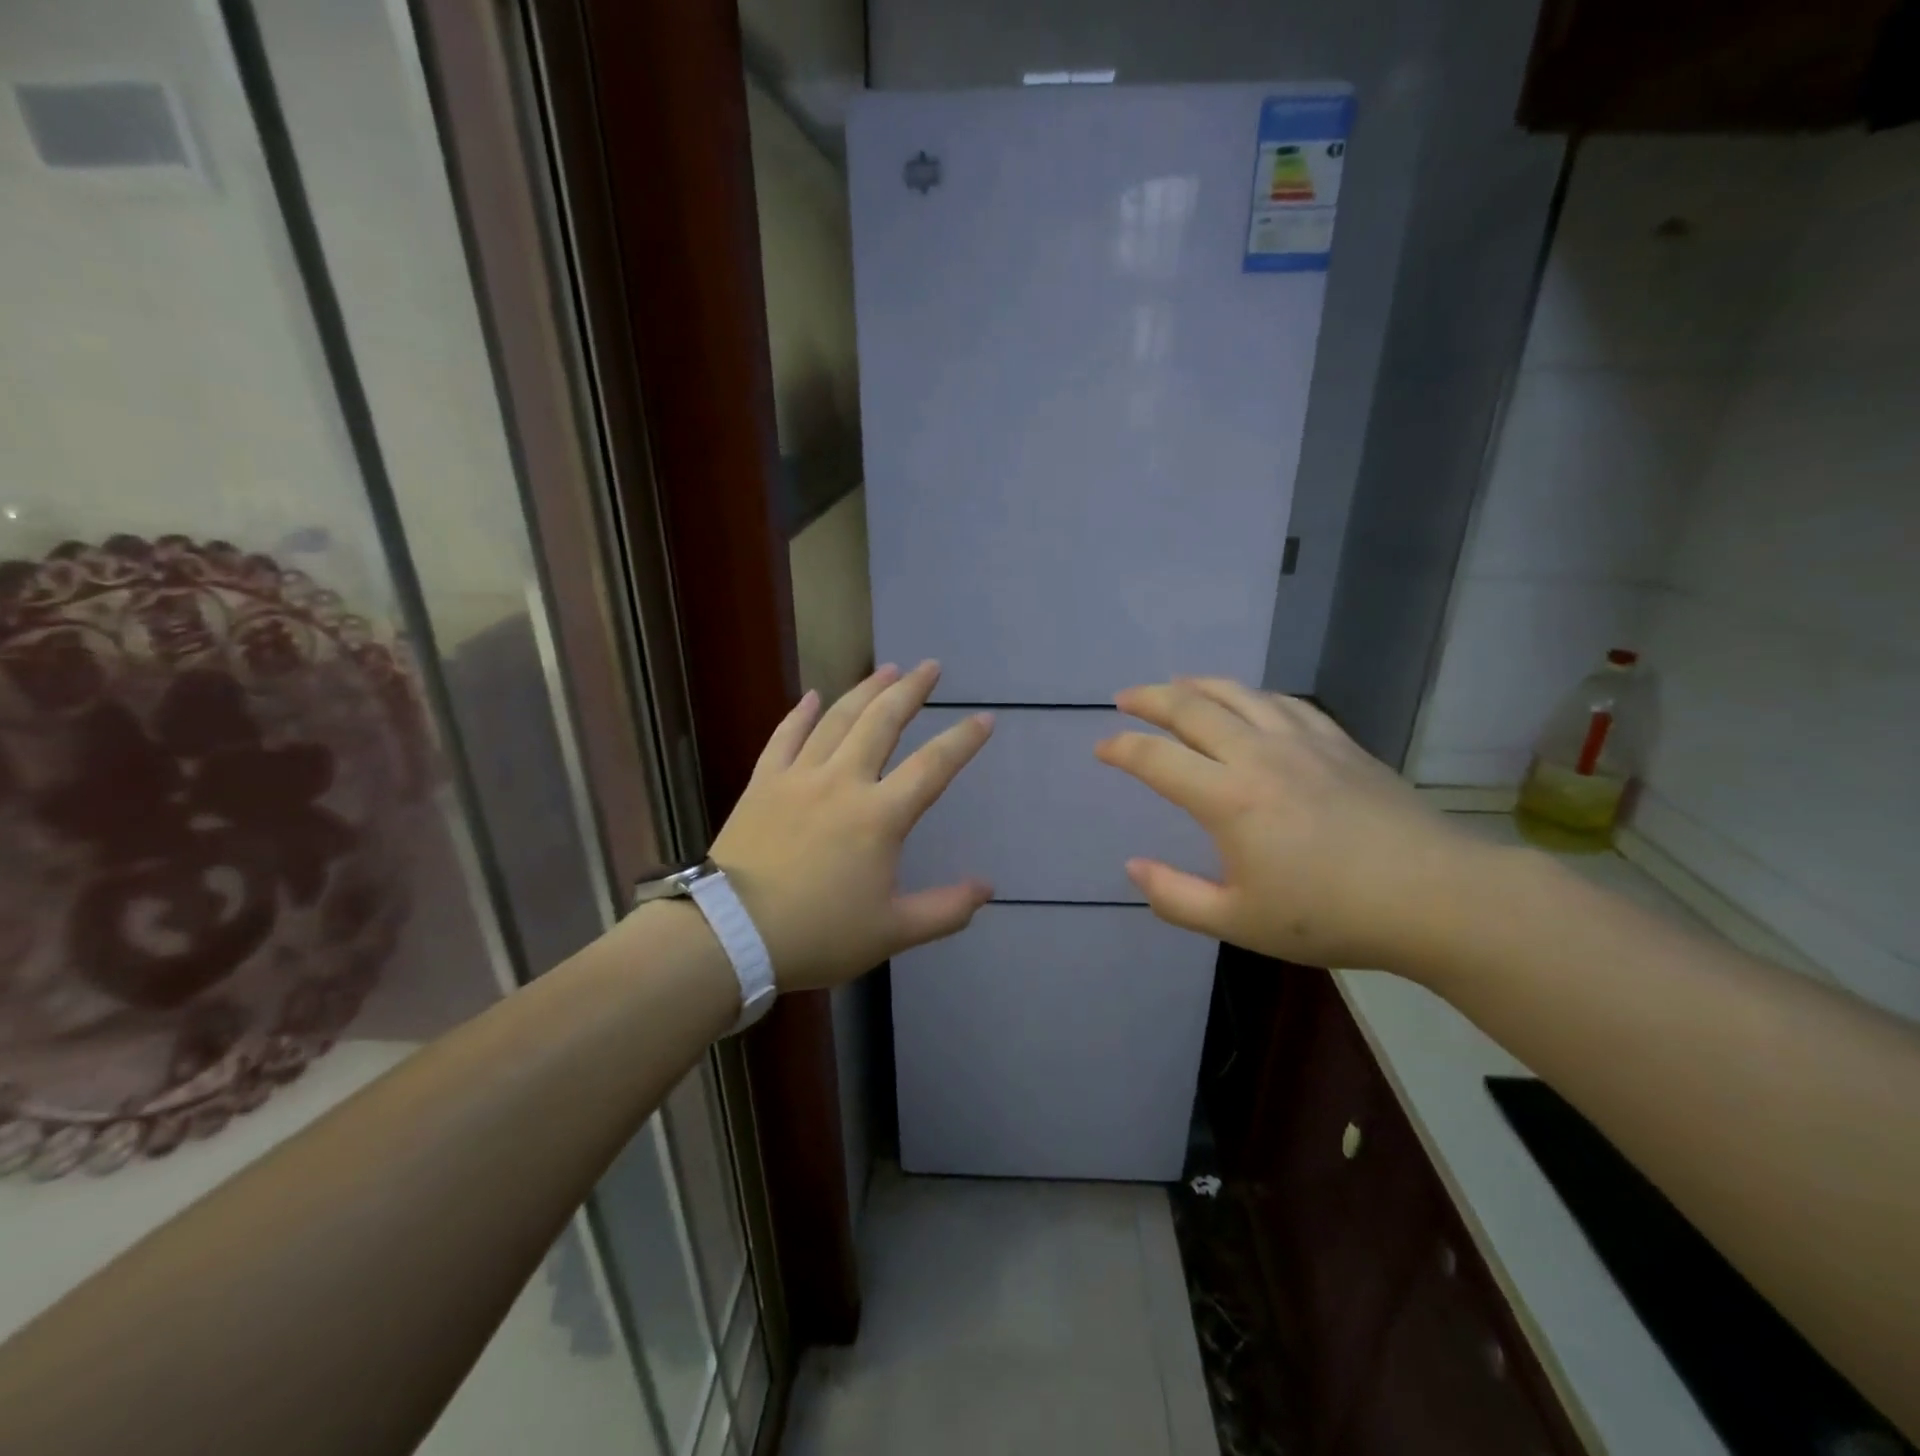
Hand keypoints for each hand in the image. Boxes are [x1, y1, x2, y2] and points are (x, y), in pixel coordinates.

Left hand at [709, 661, 993, 991]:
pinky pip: (784, 737)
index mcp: (879, 816)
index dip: (963, 740)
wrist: (731, 935)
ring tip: (887, 669)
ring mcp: (798, 777)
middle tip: (930, 667)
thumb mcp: (891, 931)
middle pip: (883, 722)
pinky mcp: (762, 783)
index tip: (984, 718)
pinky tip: (814, 696)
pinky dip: (801, 714)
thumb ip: (945, 910)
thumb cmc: (817, 934)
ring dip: (865, 690)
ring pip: (837, 720)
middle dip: (910, 691)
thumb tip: (988, 889)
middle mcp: (843, 782)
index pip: (933, 766)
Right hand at [1094, 678, 1484, 969]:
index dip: (1121, 749)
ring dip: (1198, 685)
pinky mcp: (1339, 743)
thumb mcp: (1239, 922)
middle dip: (1151, 699)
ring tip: (1177, 686)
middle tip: (1126, 698)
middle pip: (1192, 709)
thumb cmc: (1330, 915)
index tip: (1101, 748)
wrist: (1435, 897)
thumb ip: (1176, 897)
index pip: (1156, 759)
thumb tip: (1133, 868)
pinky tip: (1250, 701)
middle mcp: (1258, 756)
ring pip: (1238, 694)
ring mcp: (1303, 742)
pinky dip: (1253, 696)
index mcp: (1228, 799)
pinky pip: (1285, 703)